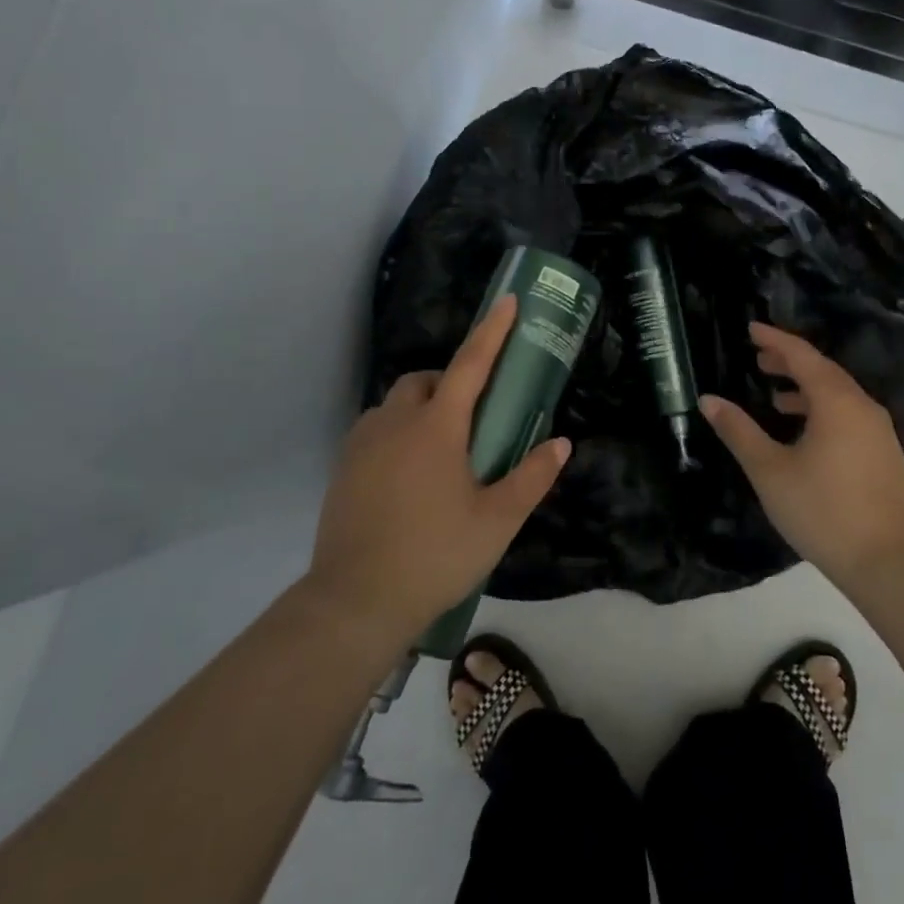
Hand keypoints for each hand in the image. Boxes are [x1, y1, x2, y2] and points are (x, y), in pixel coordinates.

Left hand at [307, 295, 569, 641]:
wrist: (356, 601)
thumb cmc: (435, 555)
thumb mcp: (496, 521)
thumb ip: (531, 478)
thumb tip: (561, 443)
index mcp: (437, 428)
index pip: (471, 364)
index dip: (492, 330)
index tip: (508, 301)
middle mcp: (396, 423)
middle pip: (425, 381)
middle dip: (451, 382)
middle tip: (474, 419)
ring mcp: (362, 444)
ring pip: (395, 405)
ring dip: (421, 408)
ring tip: (441, 451)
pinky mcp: (342, 468)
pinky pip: (374, 430)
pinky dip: (396, 433)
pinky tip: (408, 475)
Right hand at [700, 322, 903, 597]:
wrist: (890, 563)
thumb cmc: (823, 510)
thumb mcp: (769, 471)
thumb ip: (739, 431)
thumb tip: (709, 400)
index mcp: (836, 401)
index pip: (802, 356)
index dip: (774, 339)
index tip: (750, 329)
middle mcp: (862, 406)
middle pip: (823, 371)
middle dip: (790, 361)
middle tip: (758, 359)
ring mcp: (878, 431)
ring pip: (838, 394)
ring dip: (806, 388)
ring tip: (776, 397)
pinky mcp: (884, 454)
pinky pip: (848, 414)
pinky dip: (822, 409)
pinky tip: (804, 434)